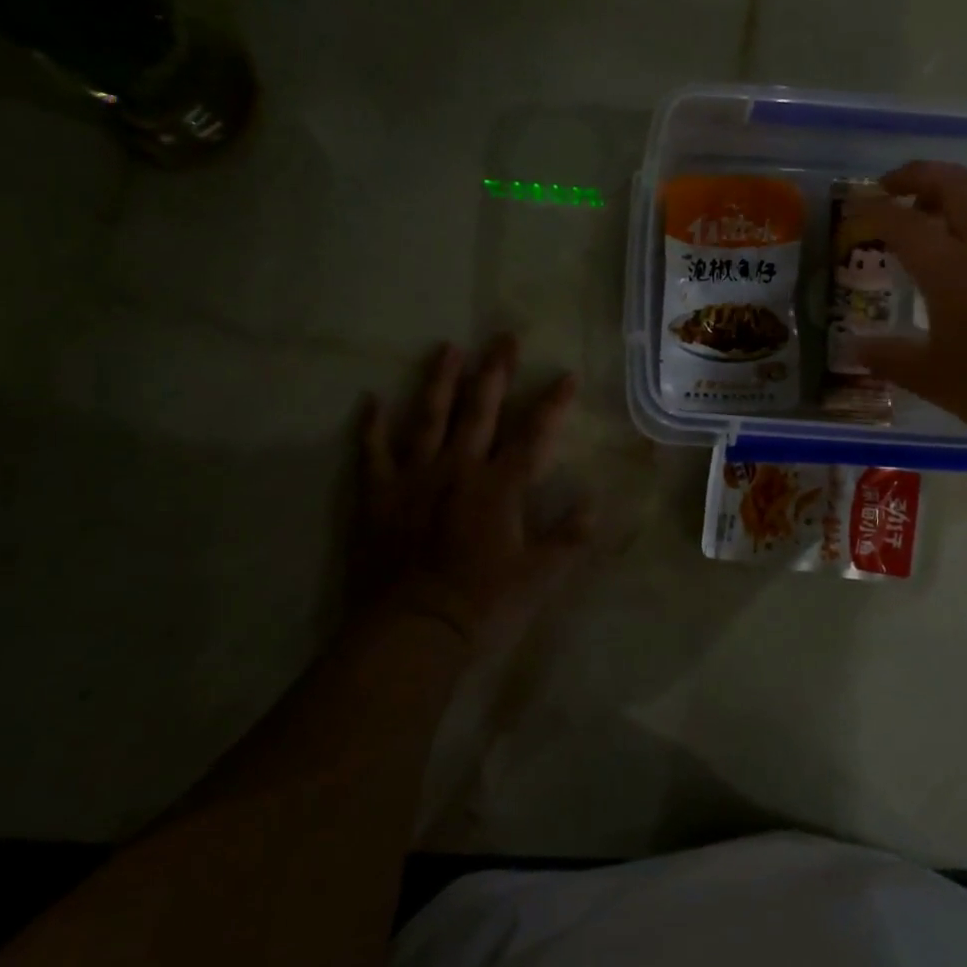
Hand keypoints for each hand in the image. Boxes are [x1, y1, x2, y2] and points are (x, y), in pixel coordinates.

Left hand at [350, 336, 586, 653]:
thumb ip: (568, 537)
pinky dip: (371, 425)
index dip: (552, 403)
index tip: (566, 374)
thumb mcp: (539, 576)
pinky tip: (370, 399)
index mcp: (500, 486)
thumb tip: (595, 503)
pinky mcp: (379, 494)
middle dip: (496, 372)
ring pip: (429, 417)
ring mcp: (415, 476)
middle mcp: (459, 468)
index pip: (534, 434)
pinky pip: (372, 451)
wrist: (414, 628)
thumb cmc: (482, 603)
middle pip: (480, 410)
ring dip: (440, 380)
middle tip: (504, 337)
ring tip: (448, 347)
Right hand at [847, 161, 966, 446]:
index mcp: (951, 270)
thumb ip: (890, 358)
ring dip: (954, 186)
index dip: (872, 212)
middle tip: (889, 188)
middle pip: (954, 183)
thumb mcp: (932, 378)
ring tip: (930, 208)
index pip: (903, 223)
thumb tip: (854, 349)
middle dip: (917, 175)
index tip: (852, 214)